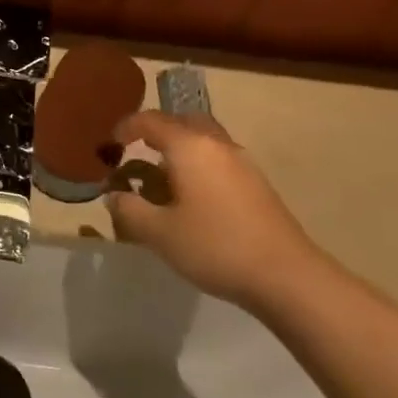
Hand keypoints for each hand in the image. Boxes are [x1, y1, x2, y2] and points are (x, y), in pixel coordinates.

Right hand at [103, 110, 320, 308]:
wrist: (287, 277)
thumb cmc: (215, 246)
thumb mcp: (158, 232)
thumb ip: (129, 209)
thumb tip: (114, 196)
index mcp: (189, 146)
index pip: (150, 121)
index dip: (126, 128)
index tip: (111, 144)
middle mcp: (216, 145)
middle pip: (182, 121)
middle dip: (157, 131)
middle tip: (139, 152)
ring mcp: (242, 163)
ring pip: (204, 140)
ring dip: (180, 150)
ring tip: (162, 178)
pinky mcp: (257, 184)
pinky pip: (218, 160)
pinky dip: (198, 166)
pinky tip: (192, 198)